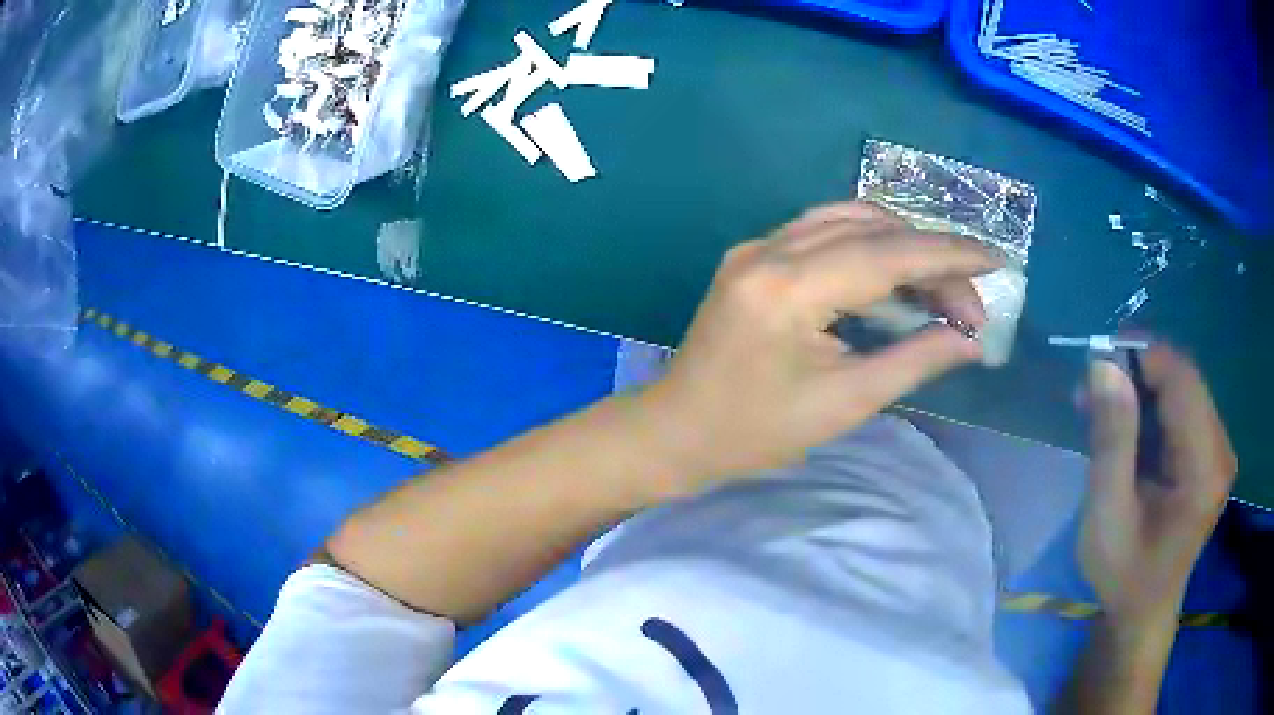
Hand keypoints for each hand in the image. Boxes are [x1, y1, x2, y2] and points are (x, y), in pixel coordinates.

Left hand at [636, 201, 999, 489]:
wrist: (676, 431)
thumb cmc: (755, 432)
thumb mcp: (844, 404)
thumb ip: (914, 361)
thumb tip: (972, 341)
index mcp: (788, 287)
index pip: (888, 252)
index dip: (951, 254)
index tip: (998, 262)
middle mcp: (770, 248)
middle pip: (873, 229)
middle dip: (932, 258)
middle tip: (969, 304)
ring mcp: (756, 245)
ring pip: (849, 220)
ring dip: (903, 245)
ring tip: (941, 289)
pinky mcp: (754, 255)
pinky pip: (824, 231)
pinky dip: (869, 246)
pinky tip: (896, 275)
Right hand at [1080, 345, 1236, 625]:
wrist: (1143, 613)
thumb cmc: (1123, 575)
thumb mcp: (1107, 517)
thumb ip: (1112, 441)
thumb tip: (1102, 364)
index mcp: (1205, 468)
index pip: (1182, 380)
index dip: (1142, 356)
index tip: (1096, 360)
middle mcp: (1221, 448)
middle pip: (1184, 380)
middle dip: (1138, 374)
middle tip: (1091, 392)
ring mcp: (1218, 450)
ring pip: (1182, 390)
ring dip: (1142, 391)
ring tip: (1101, 412)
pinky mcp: (1210, 453)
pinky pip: (1182, 409)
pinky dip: (1151, 409)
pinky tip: (1125, 429)